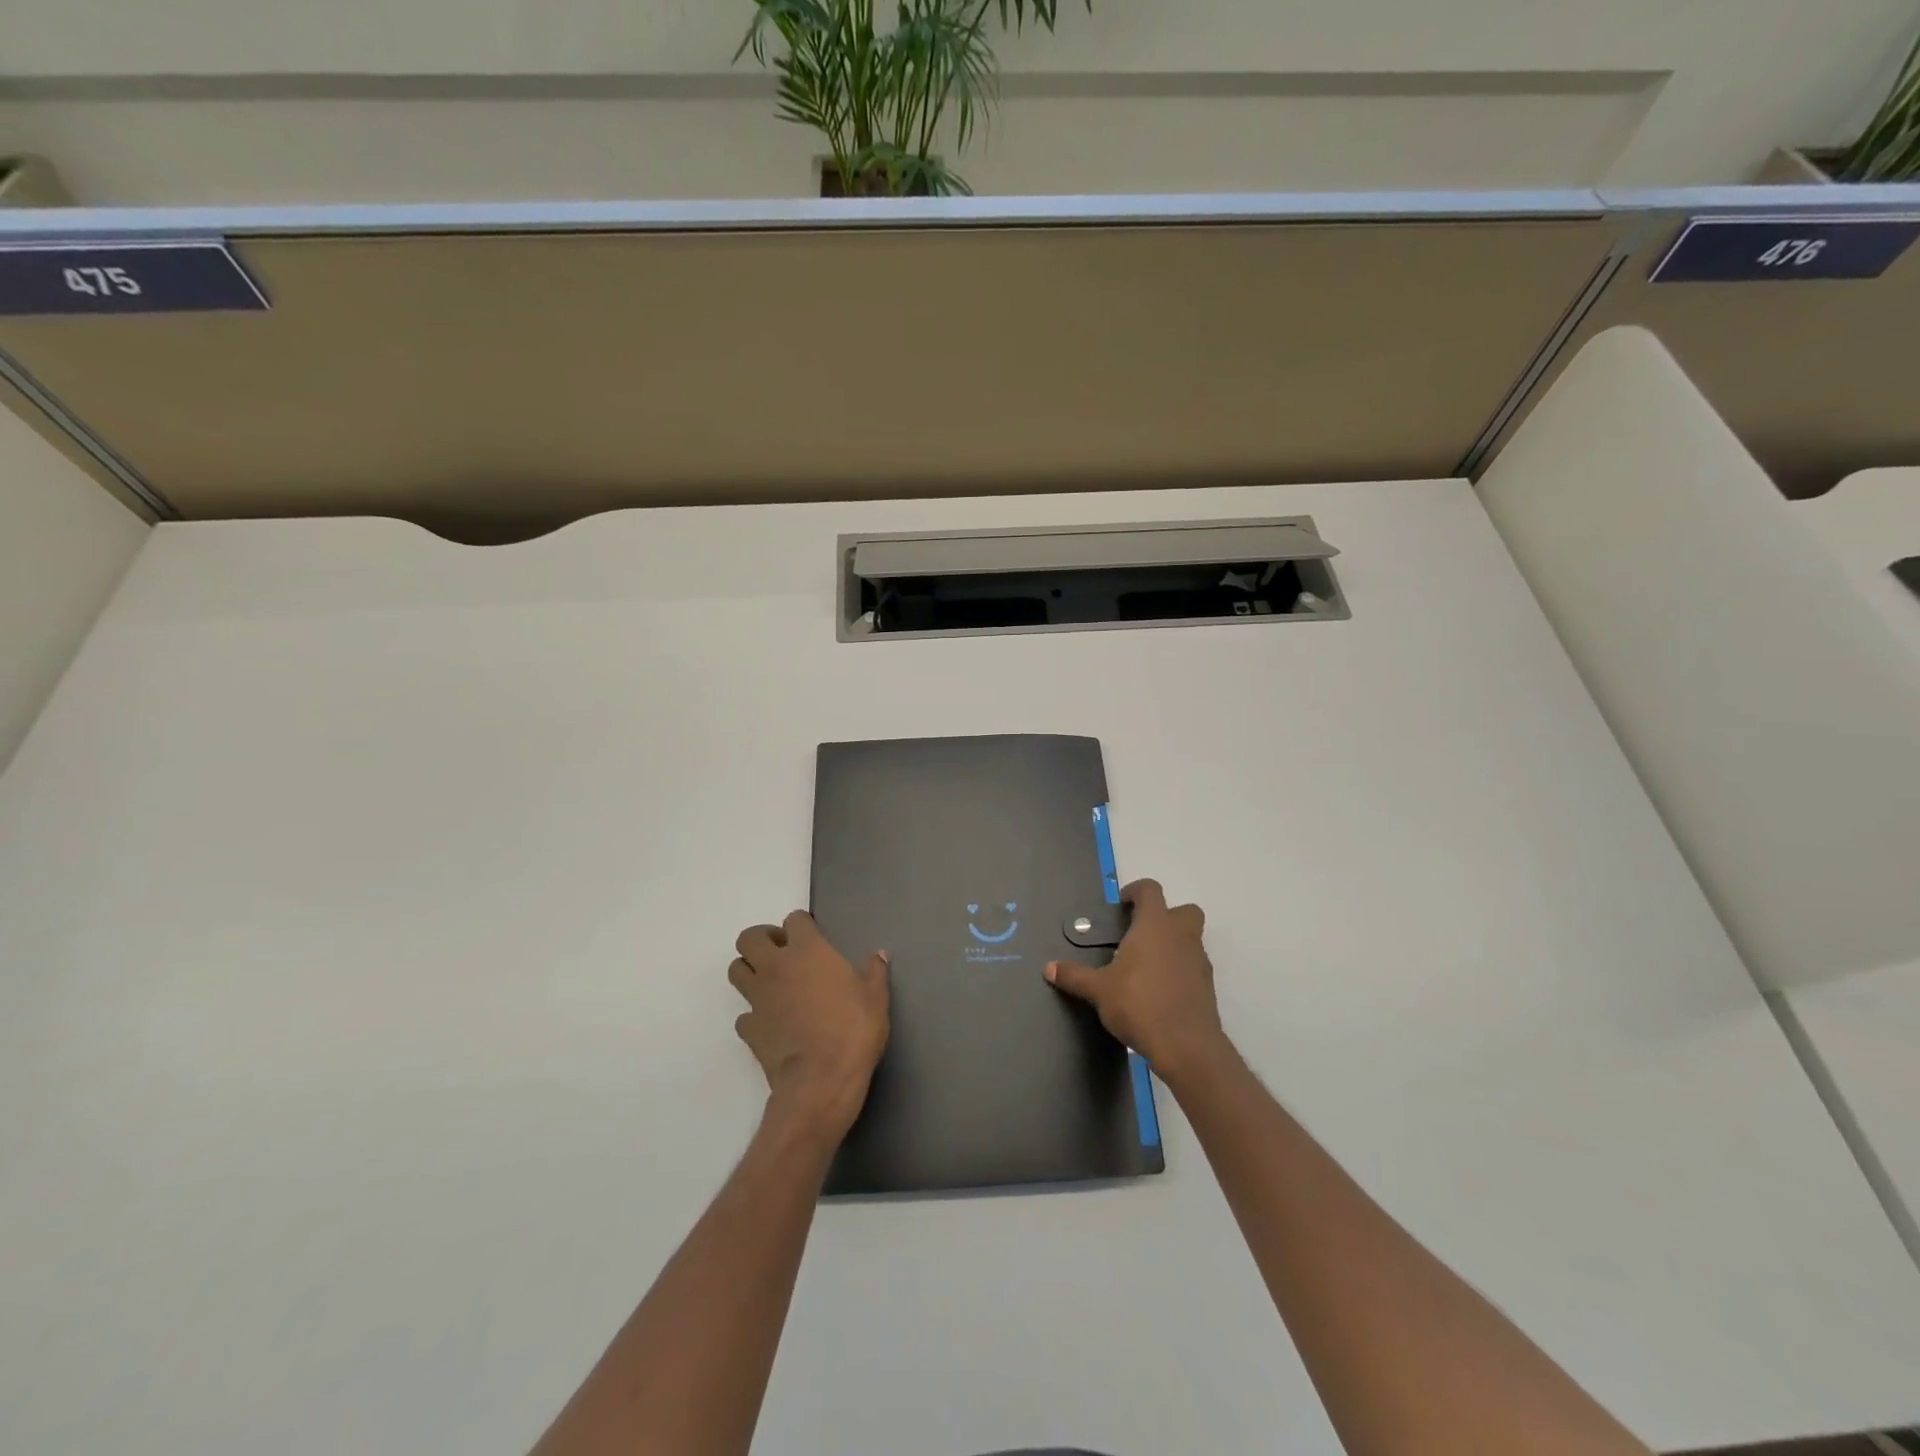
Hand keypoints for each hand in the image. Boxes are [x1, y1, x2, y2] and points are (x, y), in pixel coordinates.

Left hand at [729, 911, 890, 1143]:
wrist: (820, 1080)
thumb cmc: (853, 1030)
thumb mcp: (876, 998)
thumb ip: (875, 972)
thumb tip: (879, 955)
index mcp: (807, 950)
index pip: (794, 919)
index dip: (802, 925)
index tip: (812, 936)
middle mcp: (776, 966)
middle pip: (749, 937)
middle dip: (762, 940)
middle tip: (782, 953)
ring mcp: (758, 998)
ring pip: (736, 970)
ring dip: (749, 970)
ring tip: (771, 982)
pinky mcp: (749, 1029)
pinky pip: (743, 1013)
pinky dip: (753, 1014)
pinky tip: (771, 1022)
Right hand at [1045, 878, 1226, 1083]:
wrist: (1186, 1046)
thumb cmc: (1139, 1004)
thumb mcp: (1098, 990)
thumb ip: (1075, 975)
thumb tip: (1049, 968)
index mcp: (1155, 925)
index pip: (1150, 890)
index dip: (1136, 891)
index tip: (1121, 906)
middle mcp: (1181, 936)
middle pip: (1183, 910)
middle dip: (1166, 916)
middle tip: (1141, 934)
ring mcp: (1199, 960)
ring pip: (1191, 939)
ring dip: (1173, 944)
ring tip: (1147, 966)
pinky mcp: (1207, 986)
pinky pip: (1194, 966)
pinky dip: (1180, 970)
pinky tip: (1160, 990)